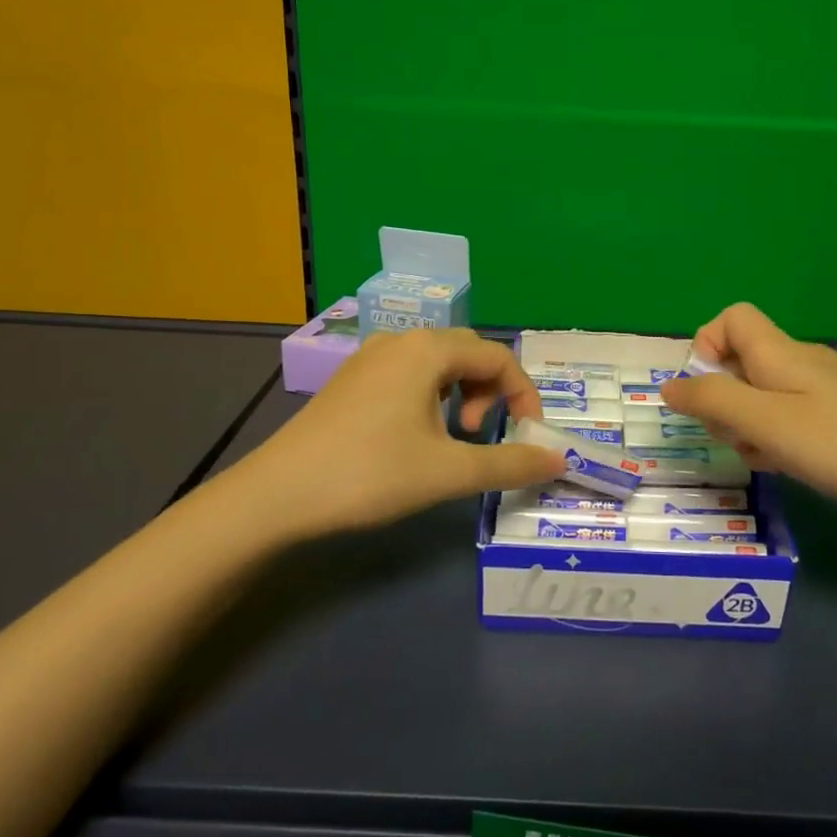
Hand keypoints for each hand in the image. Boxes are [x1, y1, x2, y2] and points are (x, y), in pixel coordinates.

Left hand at [234, 327, 565, 539]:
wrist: (277, 495)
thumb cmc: (370, 474)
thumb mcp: (448, 472)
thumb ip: (509, 463)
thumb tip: (559, 459)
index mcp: (428, 350)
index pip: (498, 357)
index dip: (524, 395)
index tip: (527, 436)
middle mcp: (400, 341)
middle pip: (468, 352)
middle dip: (490, 390)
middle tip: (480, 433)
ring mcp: (370, 358)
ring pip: (437, 363)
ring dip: (460, 393)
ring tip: (451, 437)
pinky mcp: (351, 379)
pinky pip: (409, 374)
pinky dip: (431, 396)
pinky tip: (415, 435)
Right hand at [659, 303, 836, 524]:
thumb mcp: (771, 425)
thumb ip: (715, 402)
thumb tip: (669, 385)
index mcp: (779, 354)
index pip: (731, 318)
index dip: (706, 346)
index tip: (707, 394)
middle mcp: (802, 363)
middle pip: (743, 361)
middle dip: (723, 399)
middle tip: (737, 440)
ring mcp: (829, 390)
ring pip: (768, 394)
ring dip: (751, 425)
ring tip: (768, 462)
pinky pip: (797, 416)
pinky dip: (782, 438)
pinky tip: (797, 468)